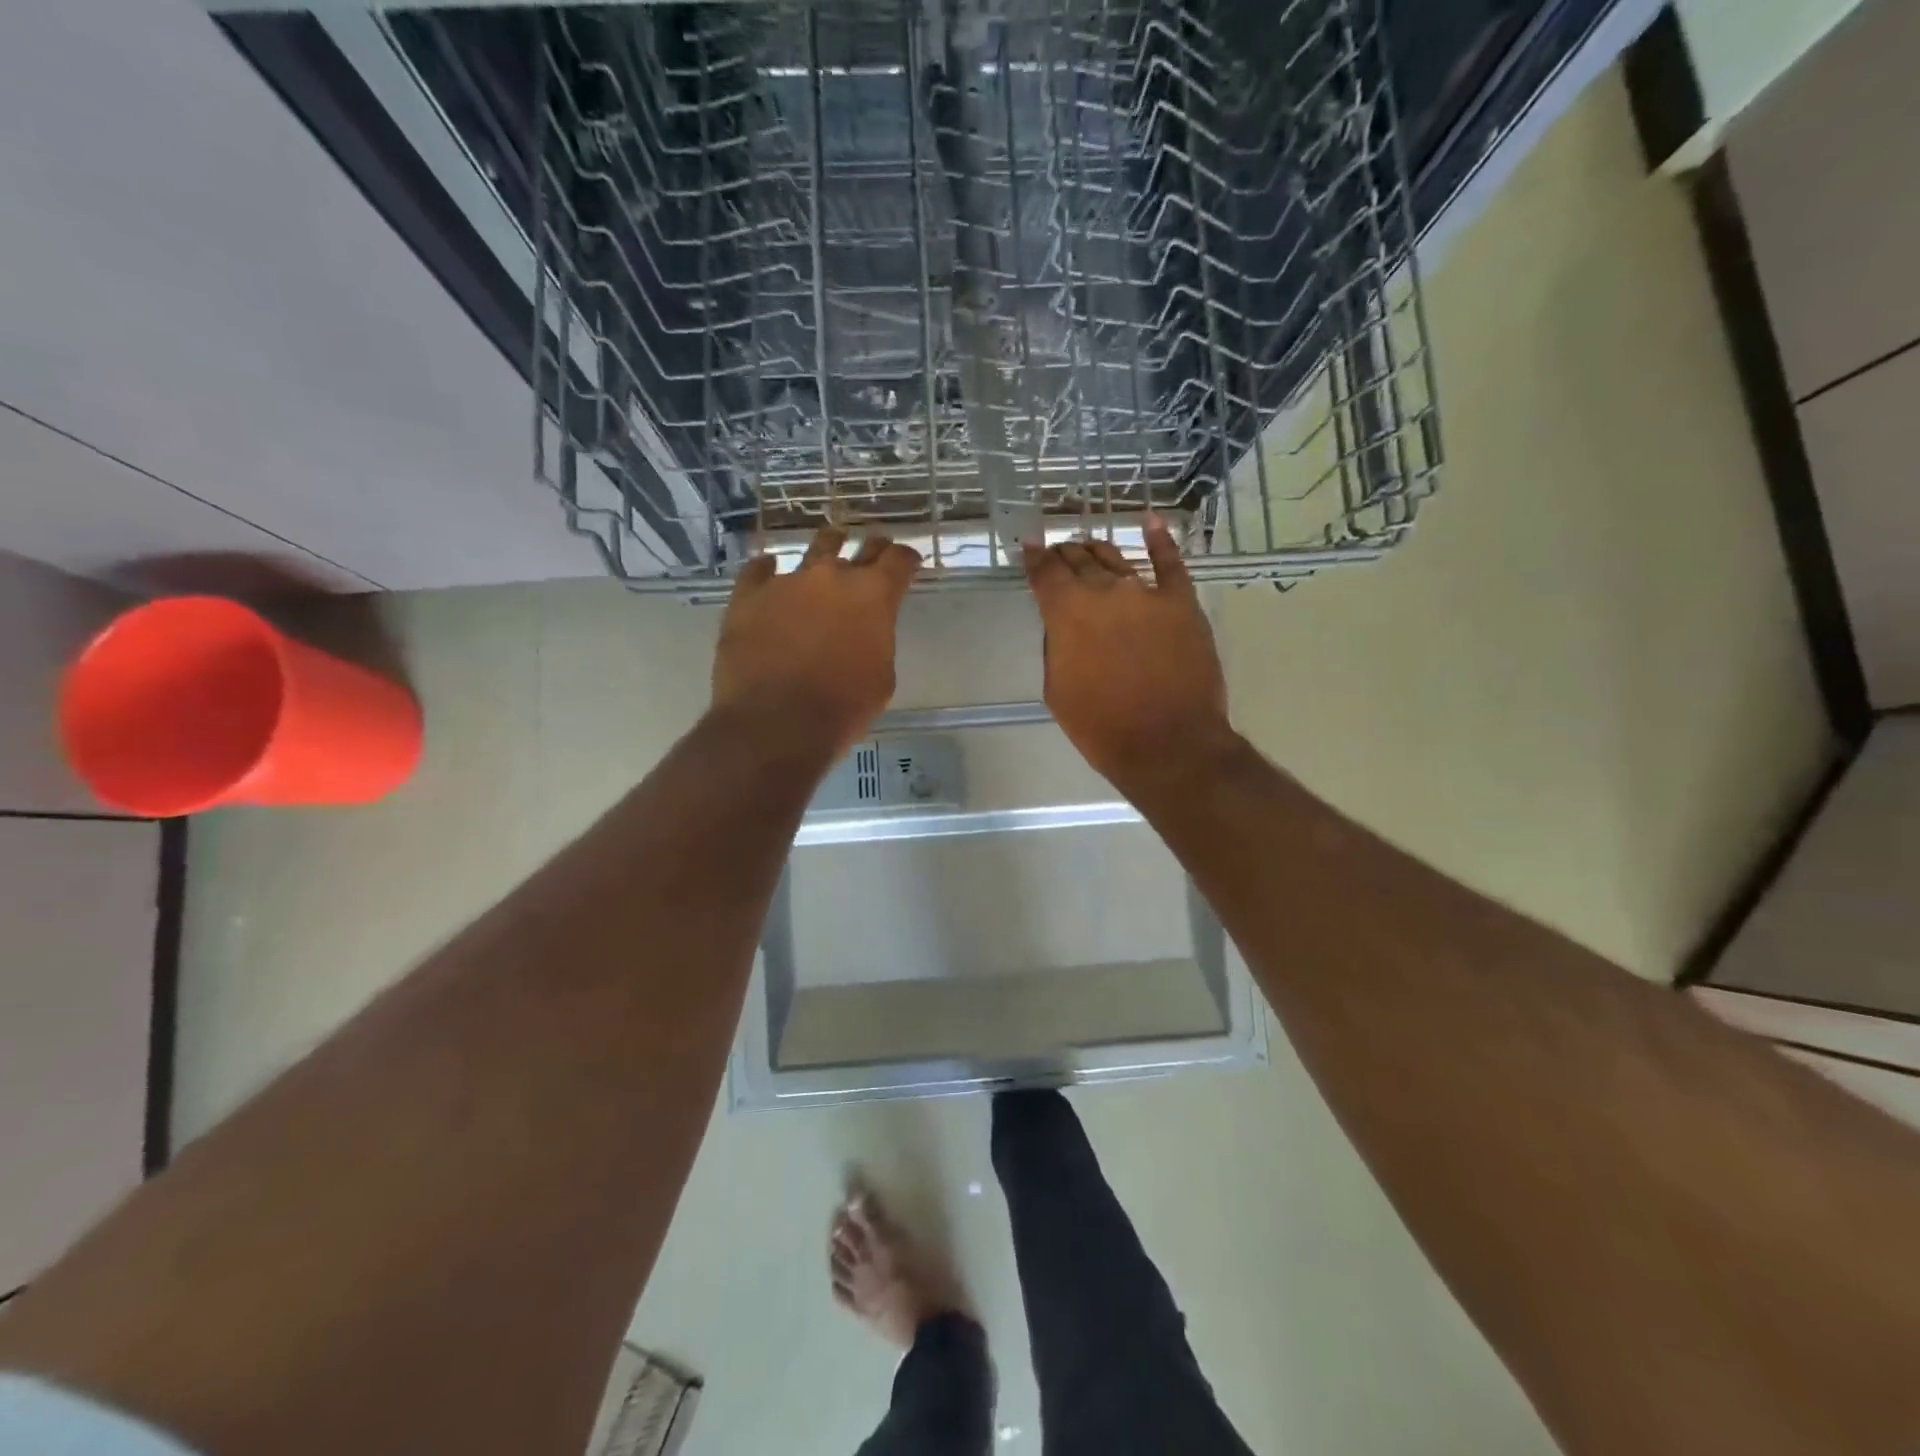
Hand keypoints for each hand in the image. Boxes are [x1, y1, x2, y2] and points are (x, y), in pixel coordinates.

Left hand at [713, 527, 920, 756]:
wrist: (777, 723)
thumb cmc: (842, 708)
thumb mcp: (881, 678)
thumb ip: (876, 642)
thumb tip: (863, 634)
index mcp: (874, 596)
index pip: (899, 561)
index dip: (906, 560)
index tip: (908, 563)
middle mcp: (832, 577)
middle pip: (859, 548)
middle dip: (871, 550)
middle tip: (874, 552)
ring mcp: (787, 582)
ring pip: (813, 551)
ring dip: (826, 550)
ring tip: (828, 550)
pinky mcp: (749, 595)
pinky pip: (758, 570)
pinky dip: (768, 571)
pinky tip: (769, 572)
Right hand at [1023, 517, 1231, 792]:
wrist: (1167, 743)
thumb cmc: (1101, 725)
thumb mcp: (1057, 689)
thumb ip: (1057, 645)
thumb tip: (1064, 624)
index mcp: (1067, 612)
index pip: (1044, 573)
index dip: (1034, 558)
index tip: (1029, 547)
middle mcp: (1104, 591)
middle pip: (1079, 560)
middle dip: (1064, 555)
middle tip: (1058, 555)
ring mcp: (1147, 592)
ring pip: (1116, 559)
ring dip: (1097, 551)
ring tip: (1088, 547)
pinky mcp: (1182, 602)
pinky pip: (1171, 562)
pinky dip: (1160, 539)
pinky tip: (1151, 522)